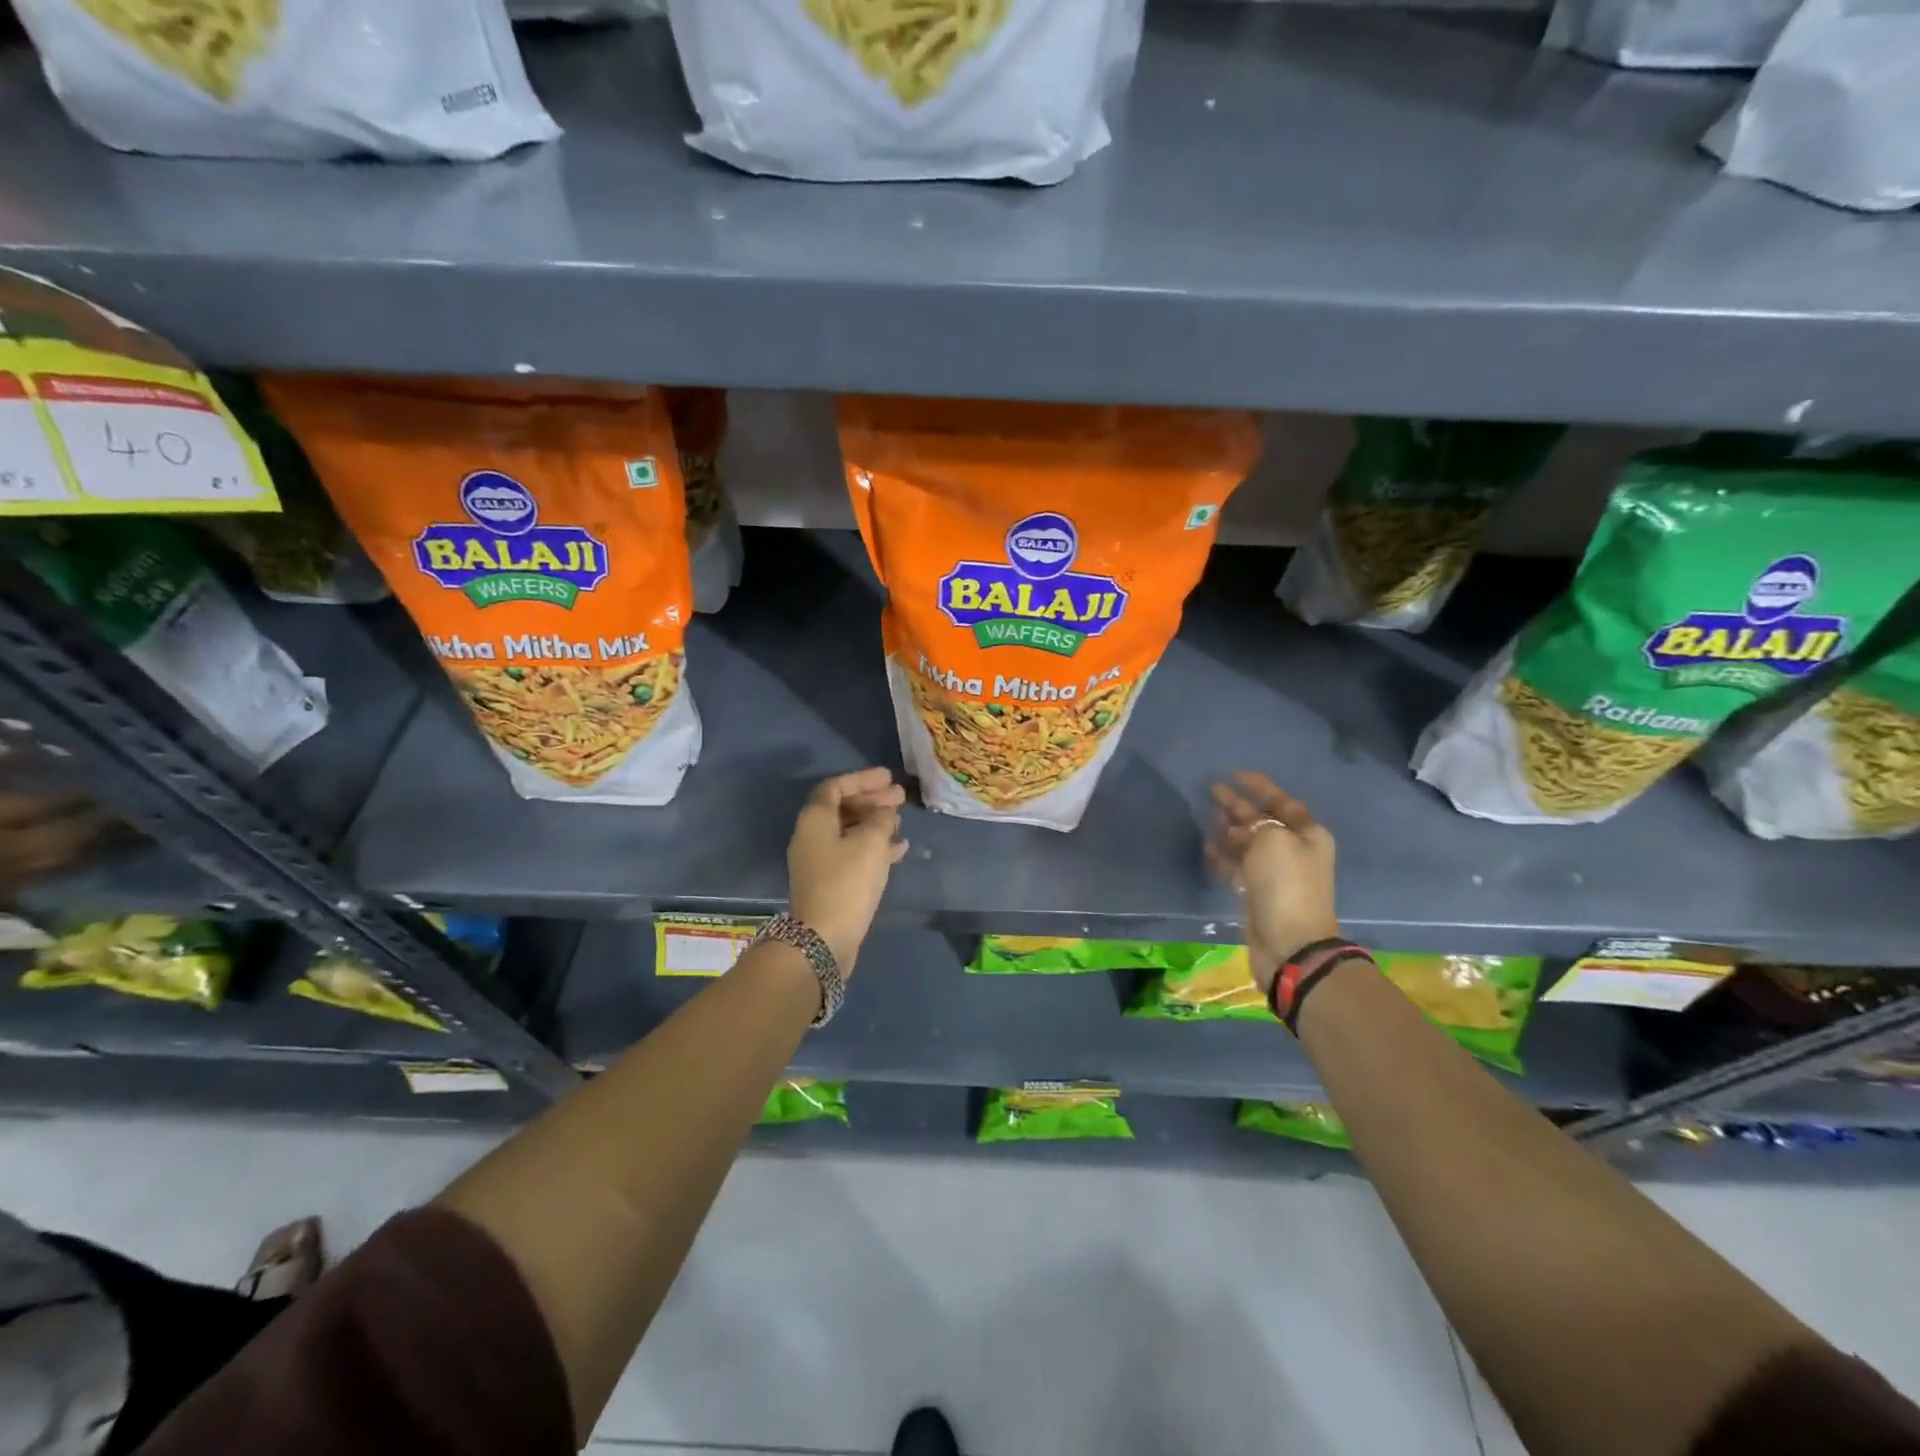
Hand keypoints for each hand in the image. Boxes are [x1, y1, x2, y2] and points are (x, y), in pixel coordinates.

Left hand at [787, 768, 908, 973]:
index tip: (888, 777)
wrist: (824, 938)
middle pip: (842, 808)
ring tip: (901, 820)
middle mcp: (812, 836)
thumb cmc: (847, 882)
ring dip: (875, 823)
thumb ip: (881, 820)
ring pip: (849, 831)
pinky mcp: (830, 882)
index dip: (862, 779)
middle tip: (900, 797)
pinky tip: (899, 850)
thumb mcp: (871, 844)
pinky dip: (874, 847)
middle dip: (871, 800)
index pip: (835, 787)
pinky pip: (853, 853)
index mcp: (814, 820)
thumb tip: (885, 812)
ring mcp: (819, 861)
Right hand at [1207, 772, 1339, 993]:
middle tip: (1212, 791)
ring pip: (1248, 843)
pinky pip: (1238, 866)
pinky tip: (1208, 847)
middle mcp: (1294, 850)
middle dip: (1239, 806)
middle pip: (1263, 821)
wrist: (1289, 942)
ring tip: (1207, 817)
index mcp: (1307, 834)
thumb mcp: (1273, 840)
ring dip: (1229, 830)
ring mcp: (1275, 873)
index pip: (1282, 801)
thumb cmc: (1286, 884)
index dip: (1260, 786)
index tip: (1235, 774)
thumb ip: (1256, 823)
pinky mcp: (1258, 893)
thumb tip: (1242, 824)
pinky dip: (1224, 856)